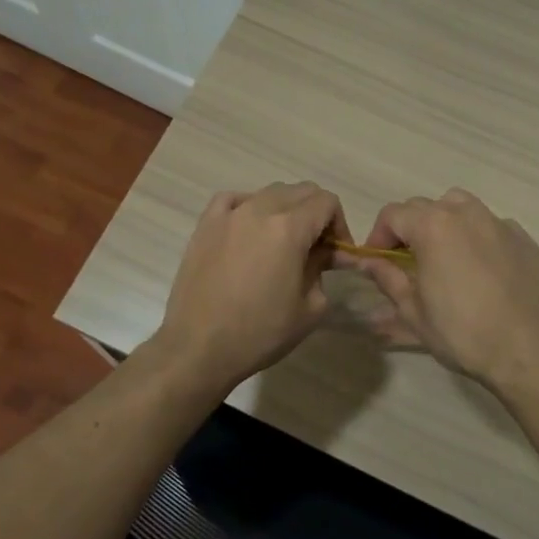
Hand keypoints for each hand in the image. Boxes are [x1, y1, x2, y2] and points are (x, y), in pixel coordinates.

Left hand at [154, 182, 349, 389]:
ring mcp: (229, 214)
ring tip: (282, 242)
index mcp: (289, 228)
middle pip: (300, 191)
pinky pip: (234, 199)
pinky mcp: (206, 224)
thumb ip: (322, 269)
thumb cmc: (260, 333)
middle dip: (316, 214)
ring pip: (269, 193)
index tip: (336, 252)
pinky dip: (250, 206)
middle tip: (315, 248)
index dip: (339, 224)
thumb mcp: (310, 307)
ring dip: (285, 209)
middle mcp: (259, 209)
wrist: (199, 347)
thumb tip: (323, 253)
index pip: (326, 202)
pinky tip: (249, 229)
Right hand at [342, 189, 538, 390]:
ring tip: (444, 256)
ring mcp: (499, 223)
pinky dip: (477, 237)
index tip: (377, 261)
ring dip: (444, 223)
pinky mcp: (524, 238)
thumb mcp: (414, 312)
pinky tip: (481, 269)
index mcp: (433, 226)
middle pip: (425, 206)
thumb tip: (368, 262)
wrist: (532, 352)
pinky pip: (491, 225)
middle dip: (409, 229)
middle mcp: (466, 213)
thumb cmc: (464, 334)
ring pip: (461, 207)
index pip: (393, 214)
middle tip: (407, 263)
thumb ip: (388, 279)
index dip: (378, 235)